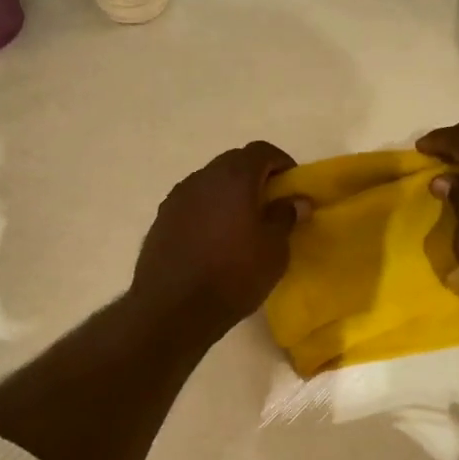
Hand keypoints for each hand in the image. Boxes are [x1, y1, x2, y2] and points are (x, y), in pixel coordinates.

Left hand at [130, 142, 309, 337]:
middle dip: (255, 177)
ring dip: (229, 194)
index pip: (261, 150)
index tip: (292, 186)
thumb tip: (297, 200)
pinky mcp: (161, 219)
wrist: (173, 309)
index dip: (281, 162)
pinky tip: (214, 240)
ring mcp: (177, 197)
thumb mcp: (274, 250)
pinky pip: (193, 204)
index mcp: (233, 177)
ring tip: (242, 225)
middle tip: (271, 204)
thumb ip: (286, 216)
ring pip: (210, 183)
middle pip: (233, 163)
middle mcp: (202, 178)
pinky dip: (208, 211)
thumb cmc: (234, 275)